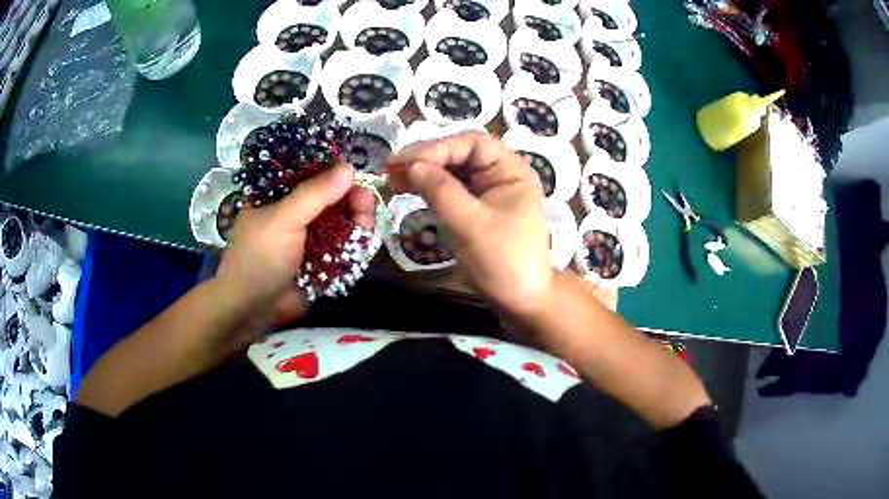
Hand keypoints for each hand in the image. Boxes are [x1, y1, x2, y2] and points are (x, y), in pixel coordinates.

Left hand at [214, 162, 374, 326]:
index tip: (355, 175)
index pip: (310, 171)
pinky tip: (363, 242)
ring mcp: (308, 235)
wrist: (253, 309)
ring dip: (357, 221)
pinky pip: (343, 243)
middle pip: (331, 195)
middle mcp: (295, 211)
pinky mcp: (320, 258)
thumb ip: (316, 193)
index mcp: (278, 194)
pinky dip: (354, 242)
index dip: (335, 171)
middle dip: (351, 198)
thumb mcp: (284, 219)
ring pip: (340, 219)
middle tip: (366, 206)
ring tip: (366, 228)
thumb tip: (350, 168)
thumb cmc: (260, 258)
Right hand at [387, 132, 554, 317]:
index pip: (471, 144)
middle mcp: (500, 173)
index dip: (436, 147)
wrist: (521, 300)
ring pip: (451, 171)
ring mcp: (487, 191)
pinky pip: (449, 190)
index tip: (404, 161)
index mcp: (510, 169)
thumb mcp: (471, 224)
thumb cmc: (504, 260)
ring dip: (422, 172)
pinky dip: (428, 188)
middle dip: (425, 159)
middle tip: (390, 168)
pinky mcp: (476, 208)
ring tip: (391, 178)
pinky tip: (406, 189)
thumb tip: (412, 165)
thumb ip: (441, 191)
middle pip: (458, 154)